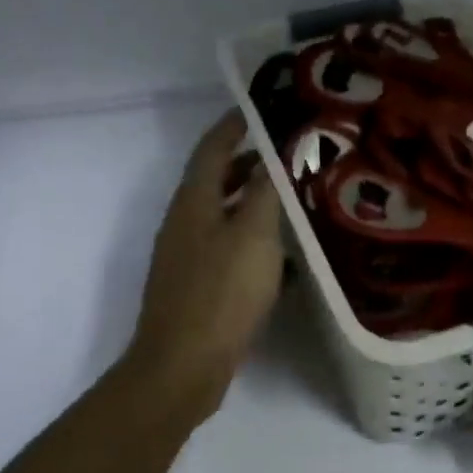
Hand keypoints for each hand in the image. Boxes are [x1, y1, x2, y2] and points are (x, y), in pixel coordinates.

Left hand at [127, 110, 285, 422]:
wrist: (183, 364)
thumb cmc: (222, 292)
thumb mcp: (254, 235)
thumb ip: (266, 191)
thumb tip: (274, 154)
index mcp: (193, 202)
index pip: (212, 149)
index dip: (233, 125)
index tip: (259, 108)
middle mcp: (184, 223)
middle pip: (214, 180)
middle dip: (247, 162)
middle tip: (286, 153)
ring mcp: (186, 256)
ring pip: (221, 213)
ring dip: (250, 199)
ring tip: (288, 196)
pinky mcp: (195, 285)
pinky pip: (224, 244)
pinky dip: (249, 234)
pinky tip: (277, 250)